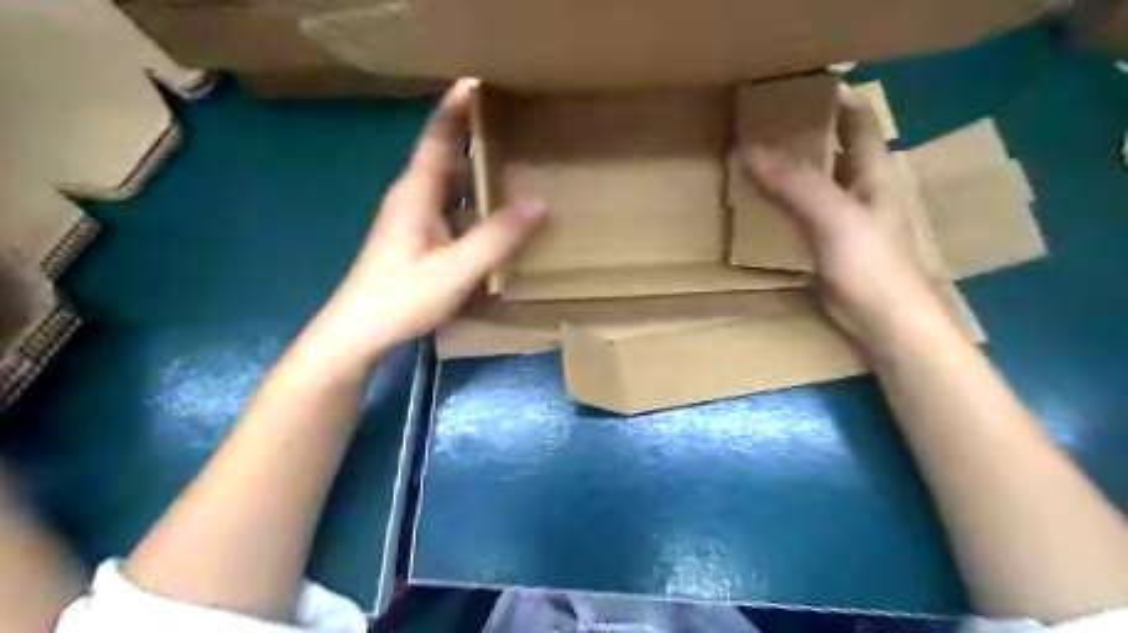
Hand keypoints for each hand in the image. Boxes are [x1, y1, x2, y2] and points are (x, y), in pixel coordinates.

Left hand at [307, 79, 543, 365]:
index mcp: (417, 192)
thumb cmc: (402, 296)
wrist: (359, 332)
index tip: (480, 79)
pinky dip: (473, 200)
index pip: (438, 136)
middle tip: (514, 123)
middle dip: (474, 134)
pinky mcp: (418, 239)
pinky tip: (495, 213)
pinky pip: (451, 207)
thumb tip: (539, 203)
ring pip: (449, 183)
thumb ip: (497, 237)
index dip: (457, 106)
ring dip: (476, 169)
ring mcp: (414, 219)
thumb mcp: (456, 269)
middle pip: (445, 154)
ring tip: (514, 162)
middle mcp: (413, 197)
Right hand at [746, 94, 954, 345]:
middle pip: (835, 148)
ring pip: (817, 180)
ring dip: (793, 167)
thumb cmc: (871, 266)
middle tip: (764, 120)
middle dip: (806, 131)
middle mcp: (862, 189)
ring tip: (757, 154)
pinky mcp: (831, 246)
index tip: (797, 88)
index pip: (858, 122)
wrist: (885, 324)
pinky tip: (765, 200)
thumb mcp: (833, 218)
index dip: (836, 99)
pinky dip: (785, 199)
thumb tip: (748, 150)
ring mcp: (846, 219)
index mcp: (873, 172)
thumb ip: (793, 184)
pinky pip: (805, 211)